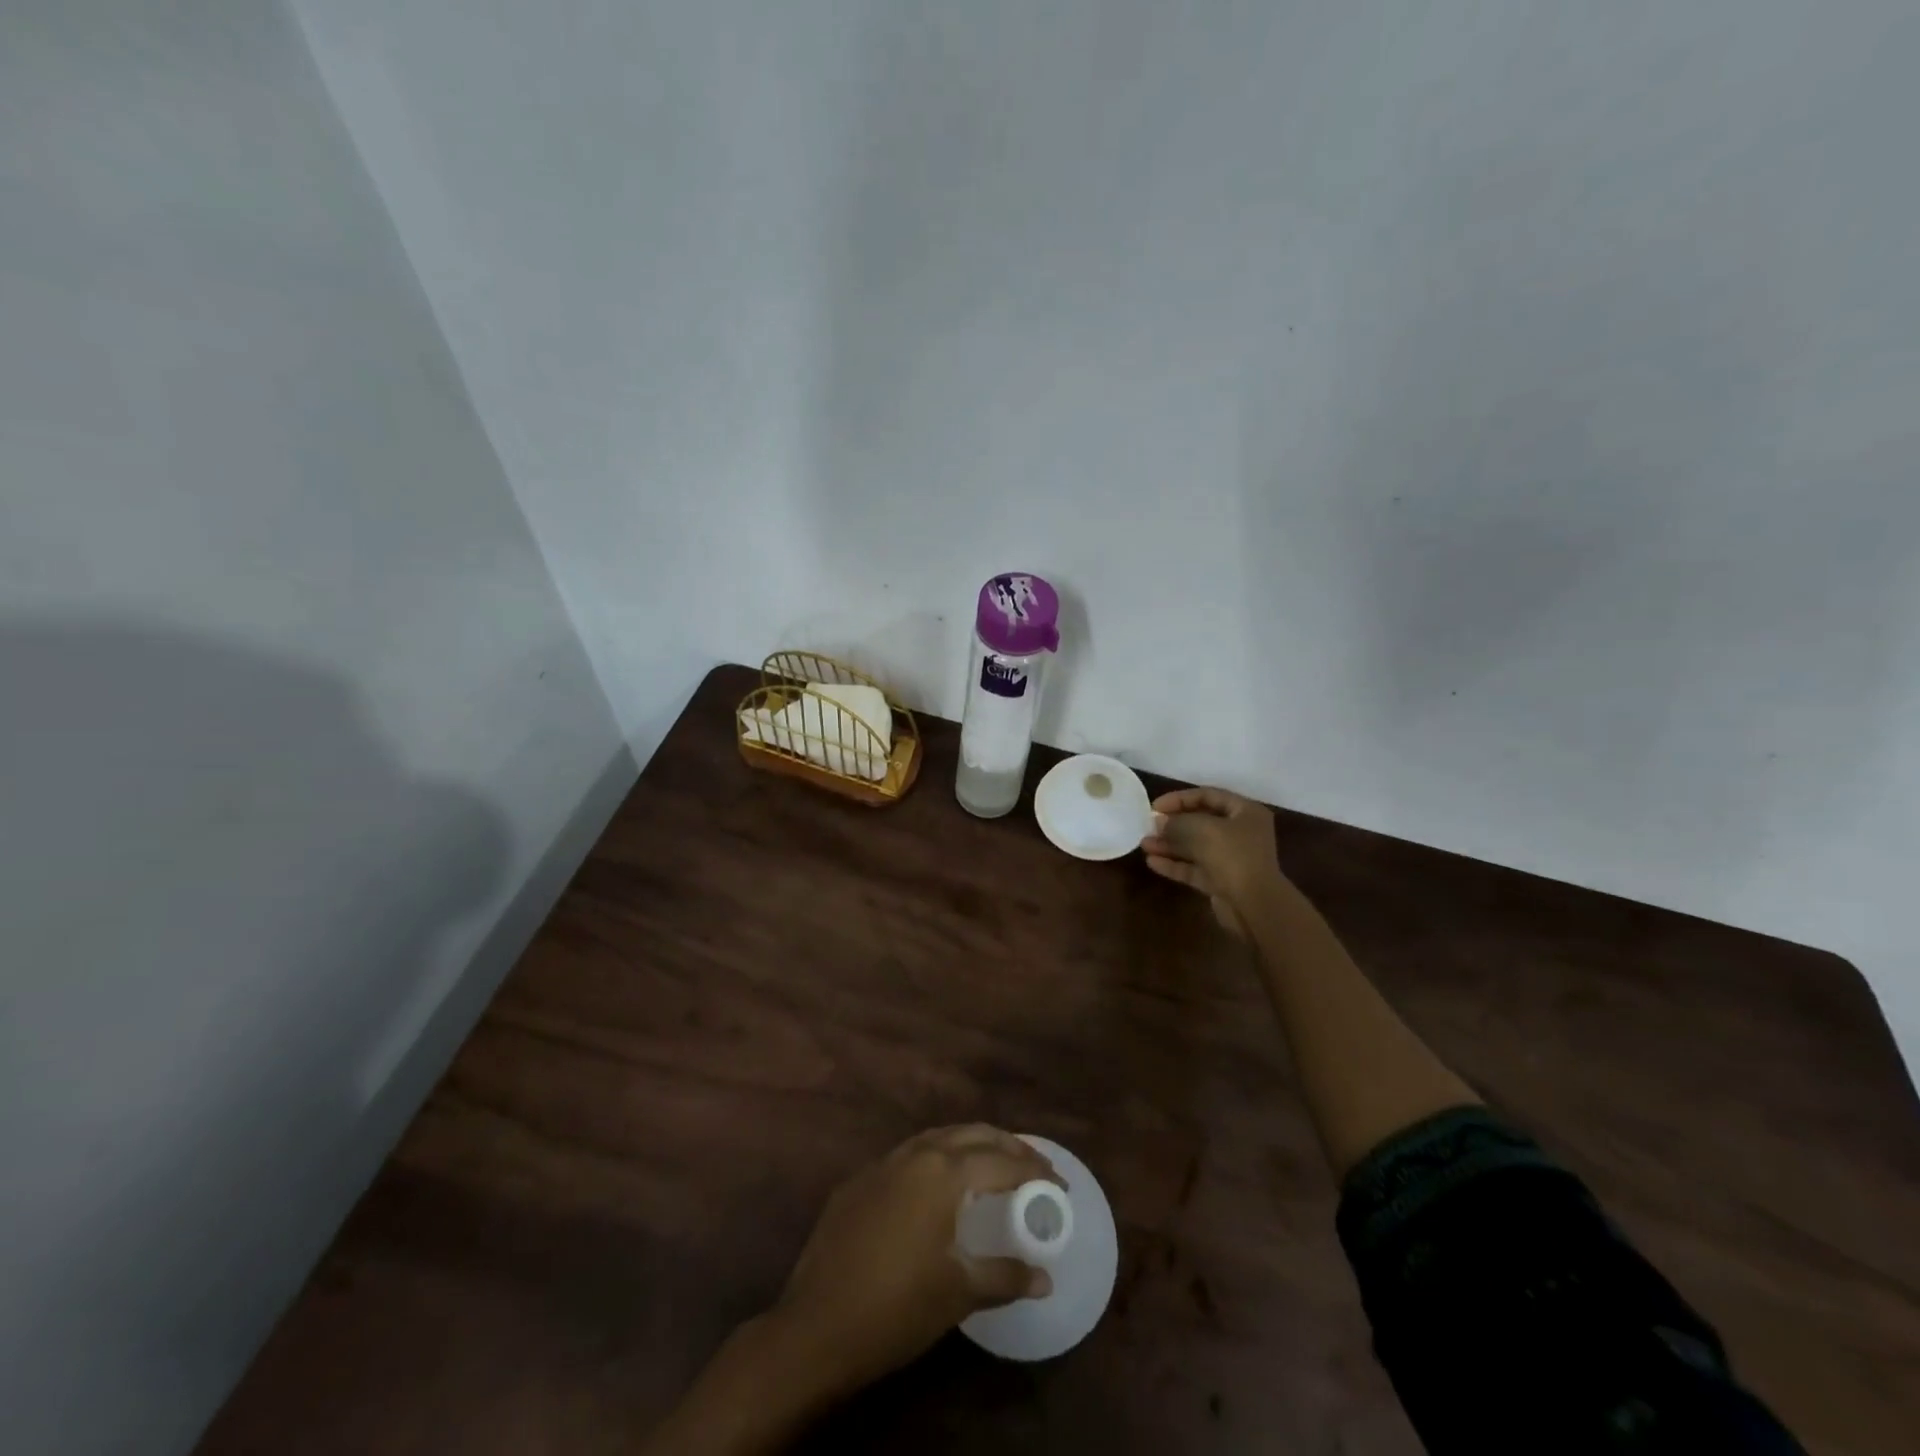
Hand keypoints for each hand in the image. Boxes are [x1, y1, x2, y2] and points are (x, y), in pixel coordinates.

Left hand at [777, 1124, 1061, 1392]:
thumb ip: (1004, 1275)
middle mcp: (915, 1154)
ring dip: (972, 1145)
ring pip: (939, 1138)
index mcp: (943, 1173)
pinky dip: (938, 1158)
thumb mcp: (959, 1293)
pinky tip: (941, 1183)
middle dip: (1008, 1146)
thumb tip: (1044, 1276)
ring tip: (995, 1164)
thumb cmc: (896, 1308)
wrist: (815, 1326)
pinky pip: (910, 1155)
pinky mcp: (860, 1180)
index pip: (1002, 1161)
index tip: (1060, 1184)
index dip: (1035, 1171)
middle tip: (1035, 1166)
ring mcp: (883, 1163)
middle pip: (972, 1135)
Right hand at [1141, 786, 1286, 936]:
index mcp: (1245, 812)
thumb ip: (1176, 822)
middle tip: (1149, 826)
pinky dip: (1175, 864)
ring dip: (1170, 845)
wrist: (1254, 905)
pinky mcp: (1222, 882)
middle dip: (1173, 824)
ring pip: (1195, 847)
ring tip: (1145, 844)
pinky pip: (1195, 868)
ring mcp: (1232, 859)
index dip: (1179, 798)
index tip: (1154, 807)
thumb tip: (1159, 822)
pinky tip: (1152, 862)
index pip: (1208, 795)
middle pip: (1201, 822)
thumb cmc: (1232, 856)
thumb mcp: (1201, 829)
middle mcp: (1241, 833)